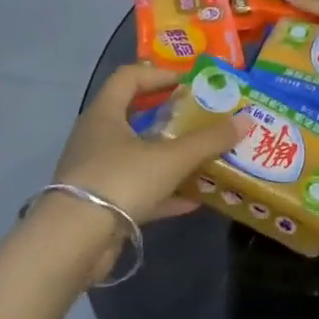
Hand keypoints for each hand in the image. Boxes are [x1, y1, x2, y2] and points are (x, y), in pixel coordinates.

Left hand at [52, 64, 242, 225]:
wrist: (72, 244)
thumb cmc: (120, 181)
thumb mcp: (171, 158)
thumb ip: (208, 140)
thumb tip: (245, 120)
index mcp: (105, 115)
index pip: (129, 77)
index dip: (160, 74)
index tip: (190, 82)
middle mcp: (96, 138)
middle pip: (135, 116)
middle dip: (171, 117)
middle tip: (202, 118)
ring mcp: (96, 173)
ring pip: (139, 156)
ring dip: (170, 157)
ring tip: (204, 158)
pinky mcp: (100, 206)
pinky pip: (138, 191)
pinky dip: (165, 193)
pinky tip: (194, 200)